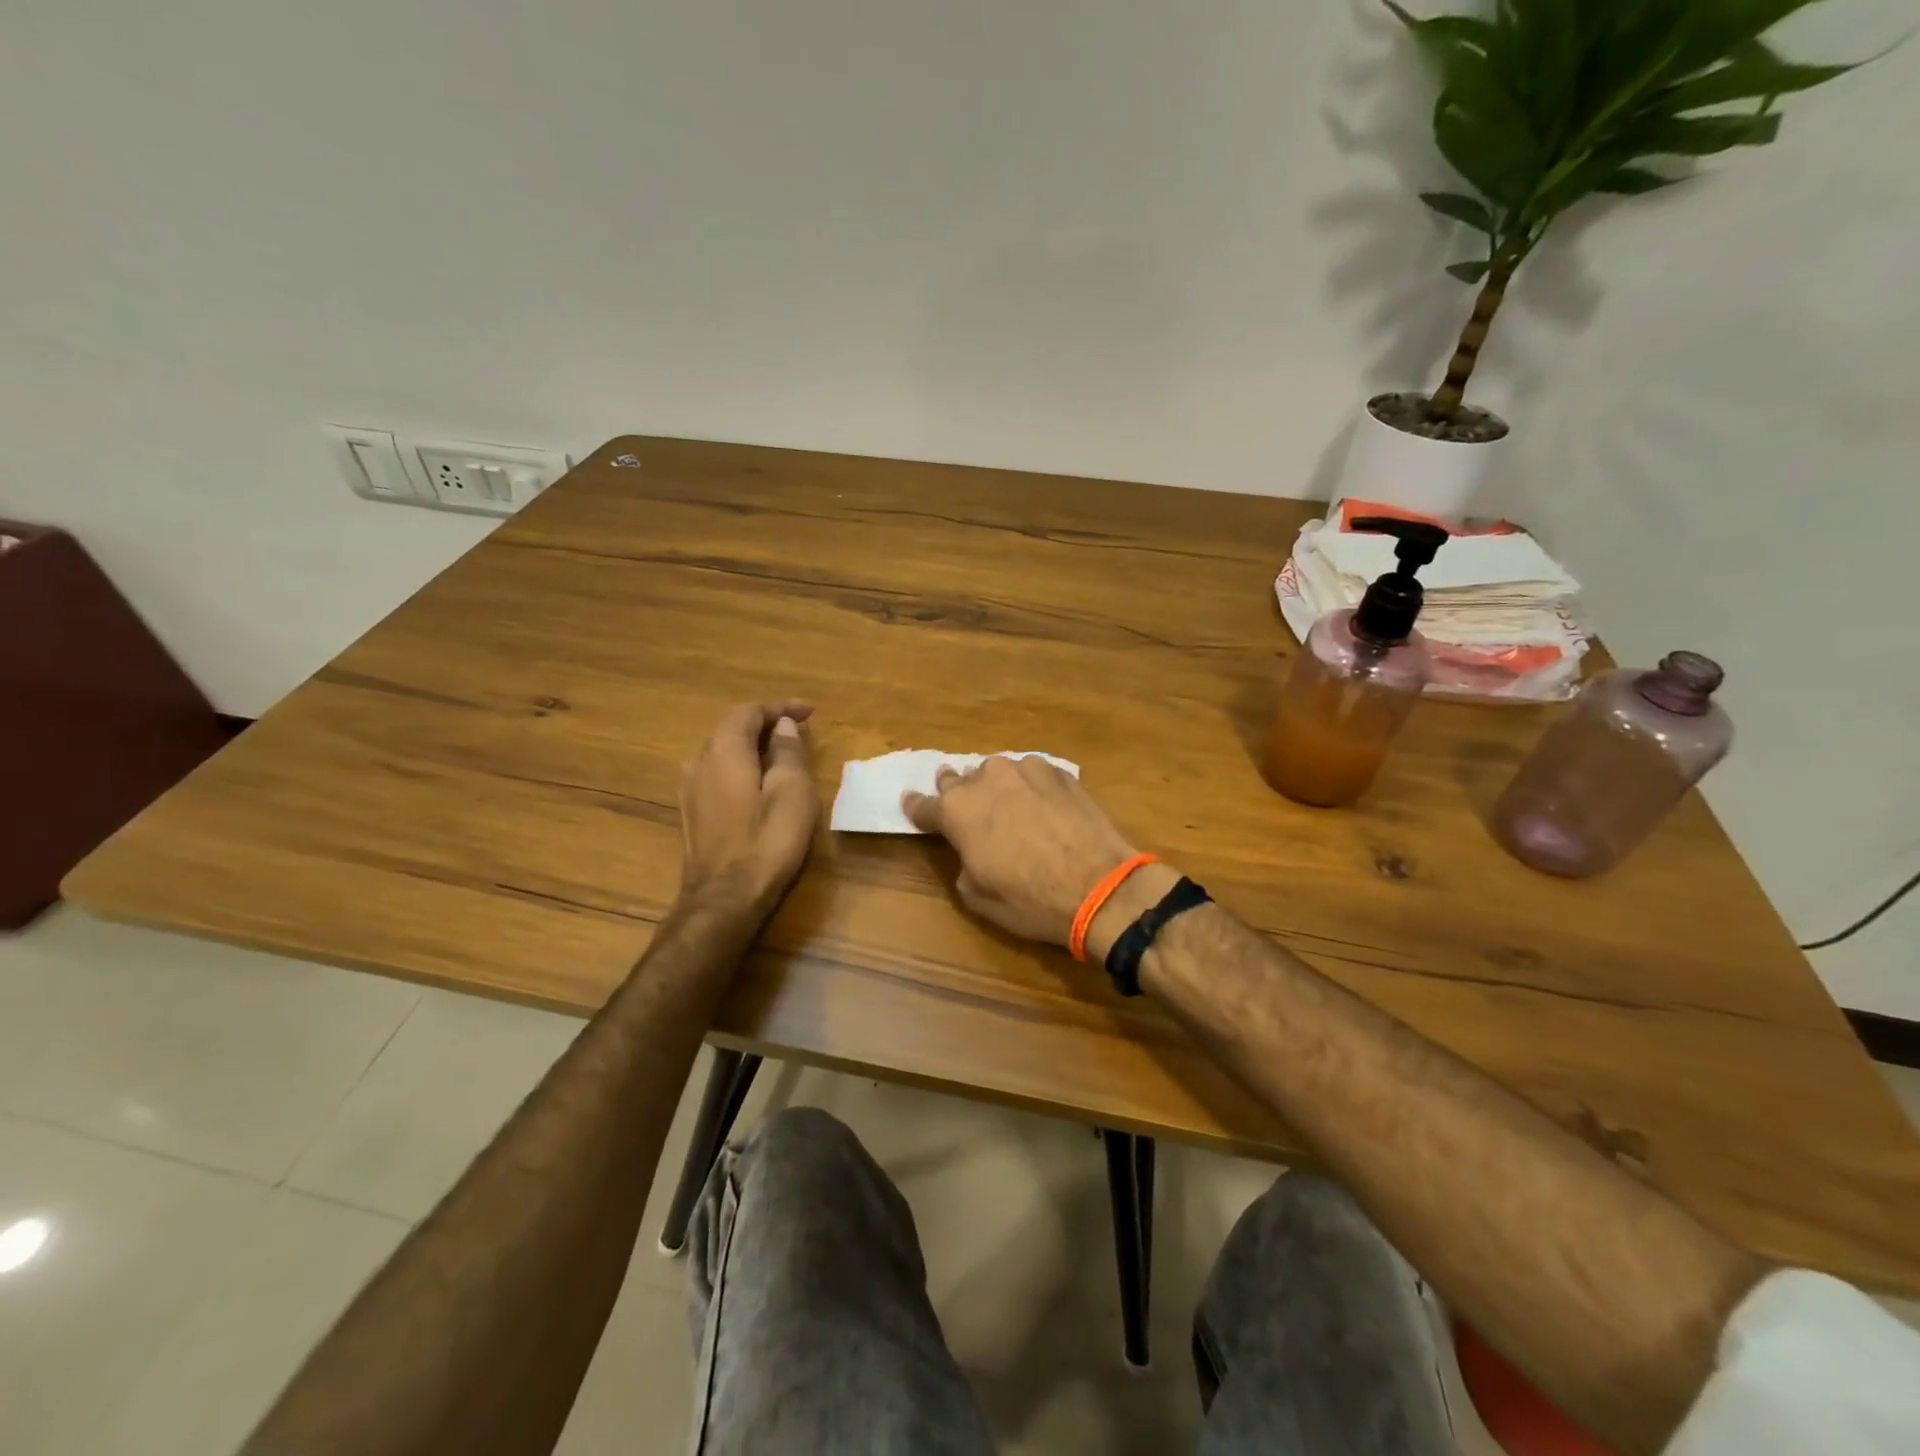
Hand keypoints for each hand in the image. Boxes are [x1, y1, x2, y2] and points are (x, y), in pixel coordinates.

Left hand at [678, 701, 818, 914]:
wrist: (724, 899)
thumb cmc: (766, 842)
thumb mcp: (792, 792)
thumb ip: (787, 753)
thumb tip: (783, 727)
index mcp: (724, 750)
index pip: (749, 712)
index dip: (780, 707)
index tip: (810, 712)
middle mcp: (699, 762)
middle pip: (731, 728)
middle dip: (766, 723)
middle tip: (798, 730)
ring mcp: (690, 789)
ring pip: (722, 751)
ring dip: (752, 746)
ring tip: (782, 754)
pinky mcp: (692, 813)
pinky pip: (717, 773)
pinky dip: (740, 766)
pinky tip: (757, 782)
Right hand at [903, 756, 1172, 958]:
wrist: (1100, 886)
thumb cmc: (1030, 899)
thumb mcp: (978, 896)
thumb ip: (962, 862)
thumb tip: (970, 848)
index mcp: (957, 811)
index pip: (924, 805)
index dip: (916, 807)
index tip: (911, 803)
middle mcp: (985, 779)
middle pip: (958, 779)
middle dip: (956, 790)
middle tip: (960, 801)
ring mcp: (1024, 769)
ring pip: (997, 771)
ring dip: (995, 786)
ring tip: (1006, 803)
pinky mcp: (1058, 771)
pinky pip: (1031, 772)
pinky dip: (1029, 785)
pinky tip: (1040, 801)